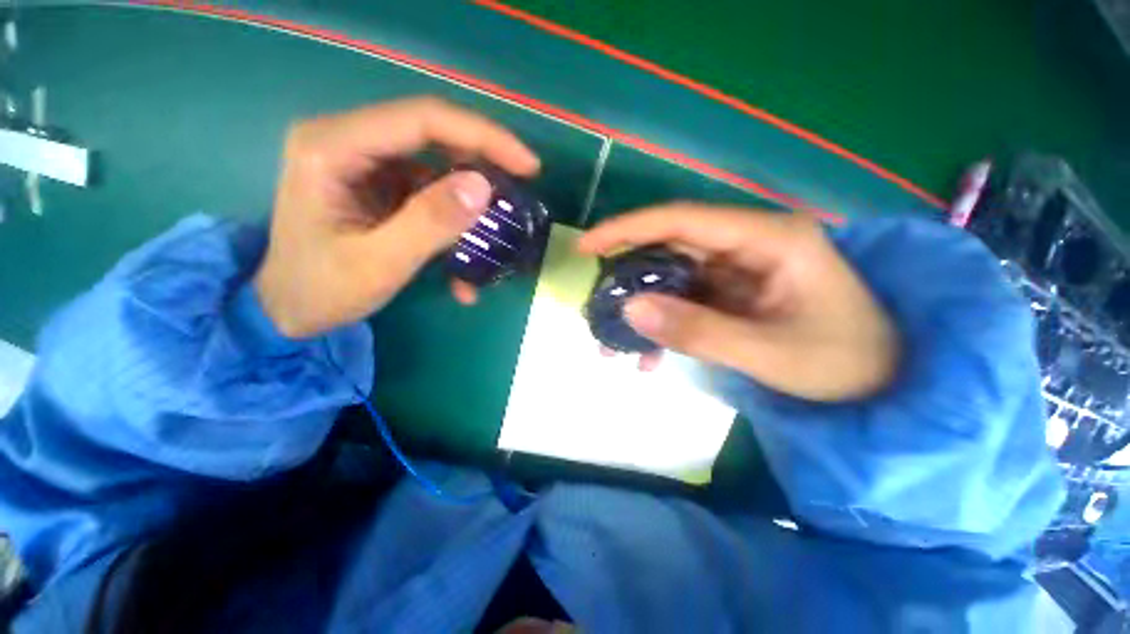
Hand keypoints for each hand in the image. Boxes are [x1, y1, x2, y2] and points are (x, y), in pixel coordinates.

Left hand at [254, 97, 539, 337]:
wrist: (288, 309)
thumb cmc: (321, 290)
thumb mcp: (379, 263)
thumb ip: (430, 223)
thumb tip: (484, 188)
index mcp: (333, 147)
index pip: (422, 120)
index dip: (483, 137)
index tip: (528, 166)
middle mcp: (348, 142)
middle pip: (433, 135)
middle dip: (483, 163)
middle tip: (520, 192)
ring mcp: (366, 164)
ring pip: (437, 166)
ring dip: (470, 202)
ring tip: (495, 235)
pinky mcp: (380, 187)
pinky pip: (430, 194)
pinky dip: (454, 224)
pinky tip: (463, 264)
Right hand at [577, 205, 898, 400]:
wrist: (890, 381)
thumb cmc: (846, 363)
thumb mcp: (770, 352)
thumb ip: (698, 331)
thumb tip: (630, 309)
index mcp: (767, 239)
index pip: (682, 221)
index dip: (628, 229)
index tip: (587, 247)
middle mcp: (748, 244)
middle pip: (670, 250)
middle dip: (628, 280)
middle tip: (597, 308)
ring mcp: (739, 270)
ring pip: (672, 279)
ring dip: (642, 310)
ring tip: (614, 343)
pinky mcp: (734, 293)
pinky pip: (686, 301)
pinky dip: (663, 325)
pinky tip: (649, 356)